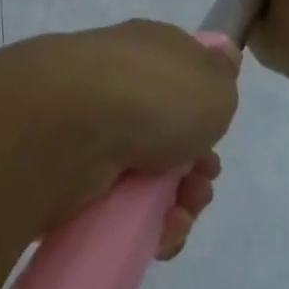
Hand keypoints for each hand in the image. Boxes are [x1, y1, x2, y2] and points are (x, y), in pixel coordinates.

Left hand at [0, 20, 239, 257]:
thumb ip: (221, 77)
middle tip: (199, 188)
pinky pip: (115, 211)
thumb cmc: (154, 95)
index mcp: (144, 53)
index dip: (206, 119)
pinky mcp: (67, 180)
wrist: (69, 126)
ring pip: (143, 181)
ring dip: (174, 206)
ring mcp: (86, 135)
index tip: (217, 141)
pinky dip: (143, 228)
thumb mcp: (214, 81)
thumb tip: (221, 57)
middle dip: (194, 173)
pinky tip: (158, 236)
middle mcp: (113, 90)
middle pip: (166, 140)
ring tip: (178, 218)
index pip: (179, 84)